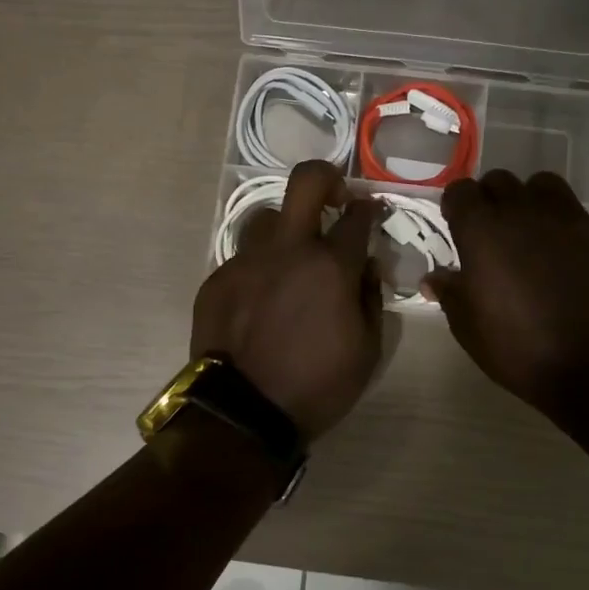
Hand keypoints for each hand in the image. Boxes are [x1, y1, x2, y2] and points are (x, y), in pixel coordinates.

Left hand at [191, 161, 381, 437]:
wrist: (242, 412)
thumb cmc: (316, 385)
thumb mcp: (367, 350)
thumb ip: (371, 298)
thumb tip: (366, 267)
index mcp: (330, 266)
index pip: (357, 217)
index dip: (369, 210)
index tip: (371, 212)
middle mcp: (287, 250)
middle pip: (305, 182)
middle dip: (326, 177)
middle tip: (334, 197)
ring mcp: (247, 261)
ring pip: (266, 217)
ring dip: (285, 229)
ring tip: (290, 259)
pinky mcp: (217, 279)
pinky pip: (243, 258)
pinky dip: (259, 270)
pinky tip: (261, 300)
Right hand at [423, 171, 588, 420]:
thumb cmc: (519, 349)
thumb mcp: (469, 328)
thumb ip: (450, 293)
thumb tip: (433, 279)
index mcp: (484, 231)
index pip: (460, 191)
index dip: (456, 207)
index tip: (457, 228)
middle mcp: (525, 213)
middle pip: (501, 180)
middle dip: (491, 199)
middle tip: (493, 232)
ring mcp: (571, 220)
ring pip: (544, 185)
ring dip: (532, 201)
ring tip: (533, 232)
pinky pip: (580, 219)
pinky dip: (569, 231)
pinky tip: (572, 260)